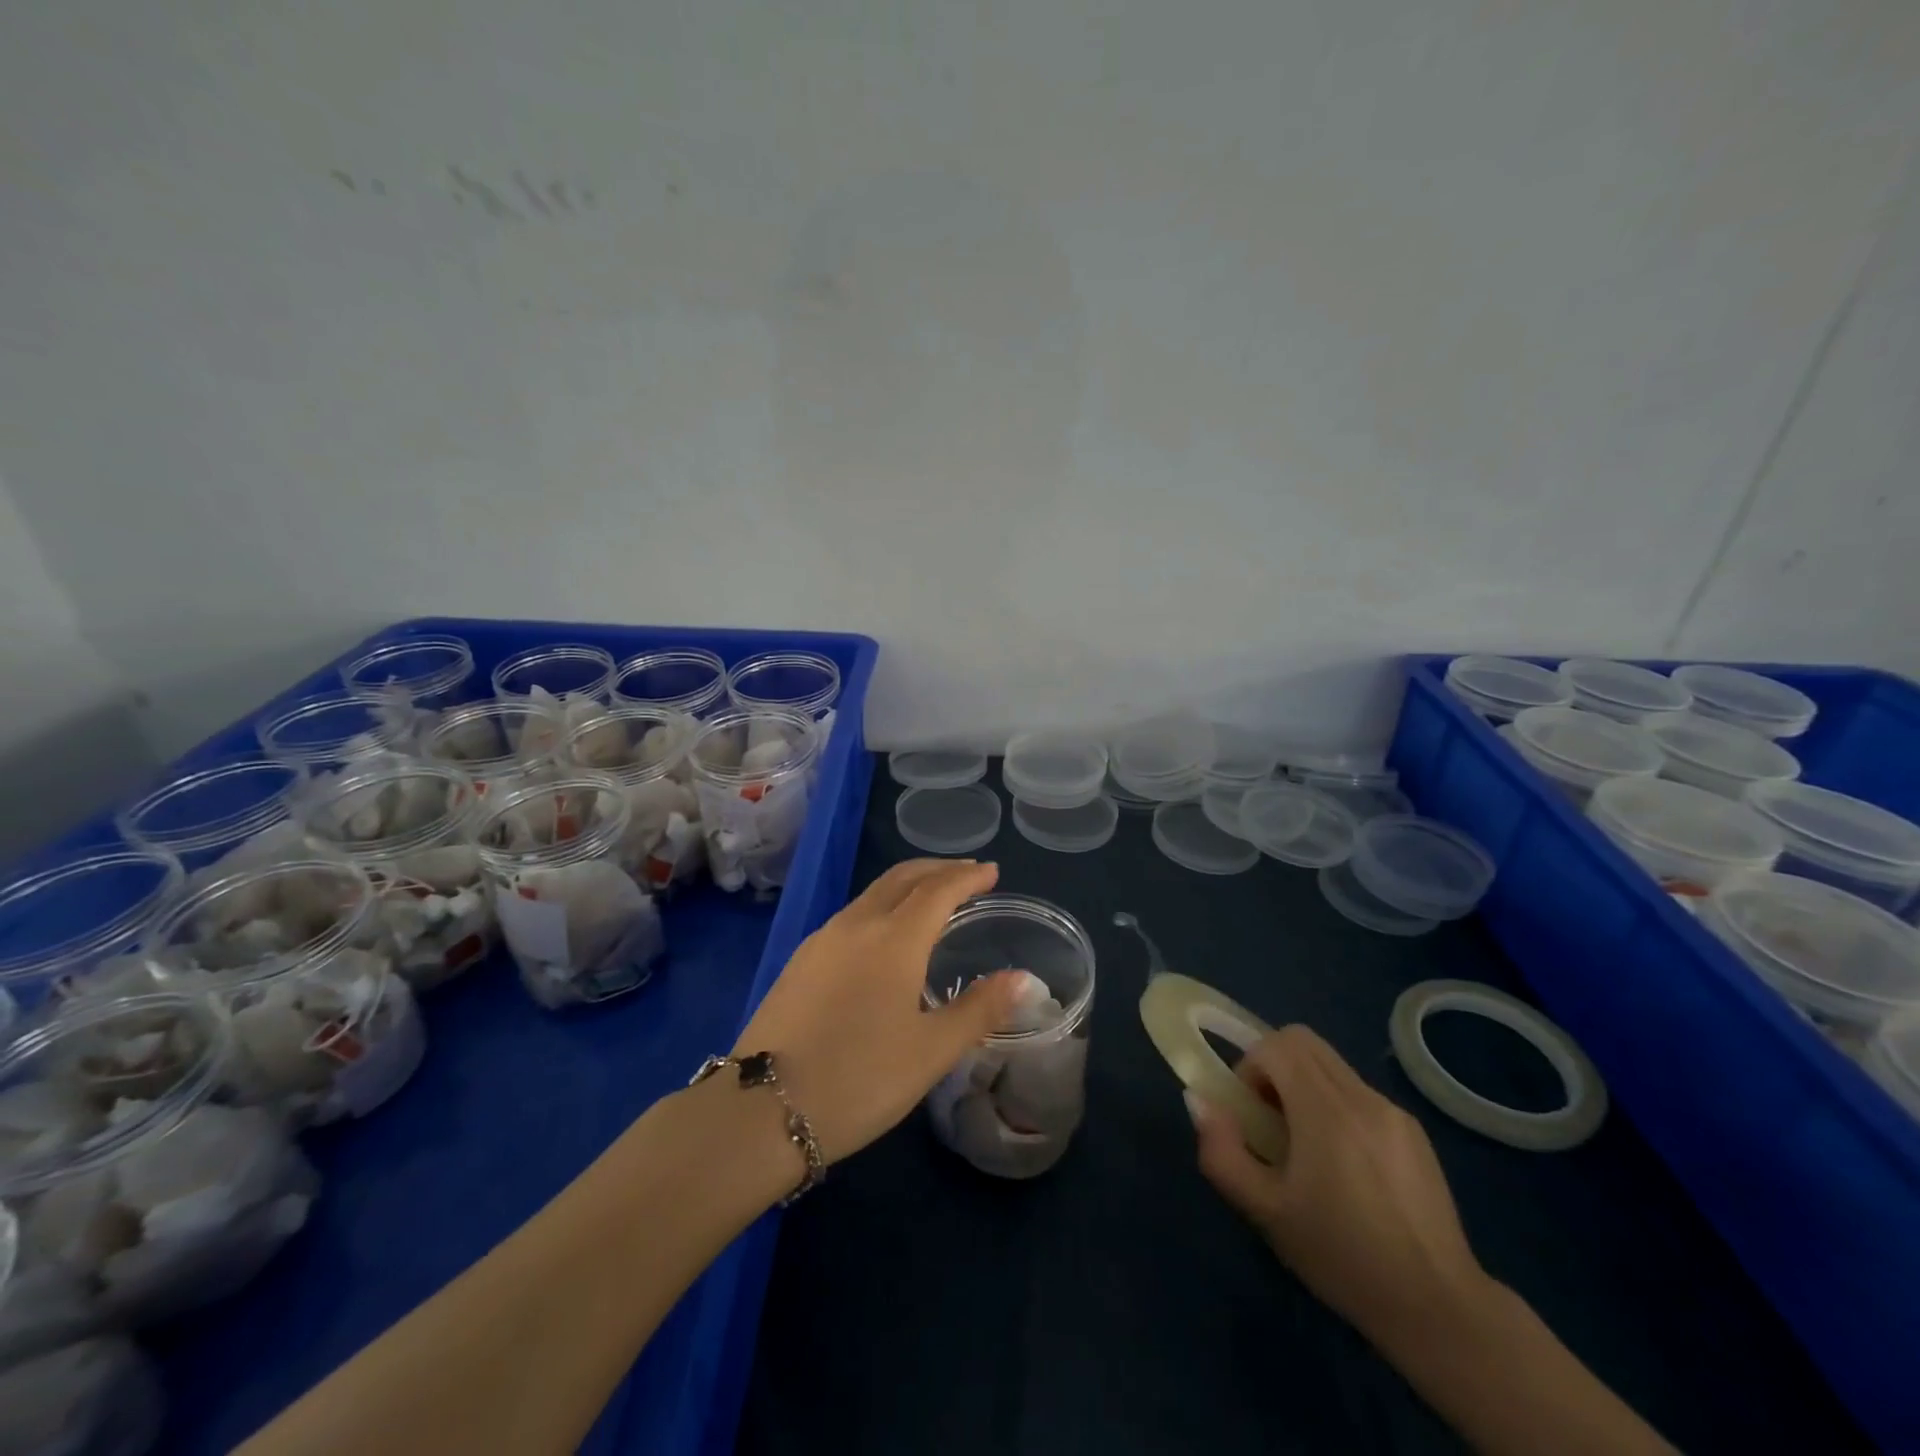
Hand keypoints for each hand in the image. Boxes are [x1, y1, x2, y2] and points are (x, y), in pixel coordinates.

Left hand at [731, 859, 1022, 1163]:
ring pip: (873, 894)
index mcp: (894, 938)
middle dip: (938, 869)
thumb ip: (979, 1009)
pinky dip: (882, 906)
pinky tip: (885, 935)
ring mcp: (822, 939)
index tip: (991, 871)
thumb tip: (1023, 979)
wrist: (761, 1109)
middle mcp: (857, 924)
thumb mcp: (931, 1051)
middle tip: (967, 874)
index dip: (968, 877)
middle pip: (902, 877)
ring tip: (931, 899)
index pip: (938, 889)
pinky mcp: (800, 960)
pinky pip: (852, 915)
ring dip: (908, 885)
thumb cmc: (859, 1078)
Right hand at [1188, 1025, 1490, 1349]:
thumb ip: (1221, 1152)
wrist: (1439, 1310)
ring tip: (1307, 1148)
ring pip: (1331, 1065)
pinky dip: (1336, 1106)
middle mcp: (1362, 1097)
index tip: (1249, 1111)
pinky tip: (1347, 1167)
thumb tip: (1200, 1102)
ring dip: (1304, 1085)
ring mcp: (1393, 1111)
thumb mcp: (1265, 1212)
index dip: (1251, 1066)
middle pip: (1303, 1041)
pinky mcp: (1415, 1131)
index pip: (1277, 1044)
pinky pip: (1359, 1093)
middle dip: (1274, 1065)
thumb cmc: (1342, 1258)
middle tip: (1269, 1117)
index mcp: (1326, 1110)